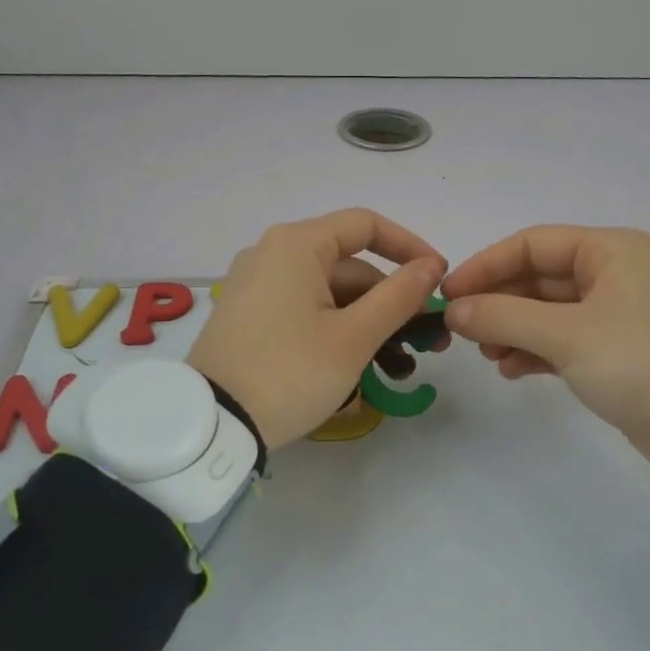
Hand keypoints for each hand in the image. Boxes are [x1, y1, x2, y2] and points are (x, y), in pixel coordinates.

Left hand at [188, 209, 446, 448]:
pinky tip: (354, 371)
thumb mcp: (353, 337)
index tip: (438, 279)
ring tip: (393, 369)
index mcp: (296, 244)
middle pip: (348, 266)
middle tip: (422, 343)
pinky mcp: (248, 316)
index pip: (366, 225)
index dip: (409, 247)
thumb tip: (430, 266)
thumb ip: (398, 296)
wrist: (211, 424)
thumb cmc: (289, 372)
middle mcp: (272, 254)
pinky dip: (333, 331)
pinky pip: (303, 311)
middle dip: (389, 302)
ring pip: (328, 293)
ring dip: (365, 324)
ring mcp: (256, 285)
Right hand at [441, 226, 649, 466]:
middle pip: (537, 276)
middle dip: (498, 303)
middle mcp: (614, 271)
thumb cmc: (638, 363)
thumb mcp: (566, 335)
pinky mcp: (616, 348)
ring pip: (547, 309)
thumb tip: (453, 310)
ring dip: (512, 328)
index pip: (531, 243)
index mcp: (610, 250)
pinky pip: (562, 337)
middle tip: (463, 331)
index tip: (449, 294)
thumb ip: (503, 316)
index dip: (485, 265)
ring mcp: (616, 311)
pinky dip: (535, 349)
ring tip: (488, 355)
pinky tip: (511, 370)